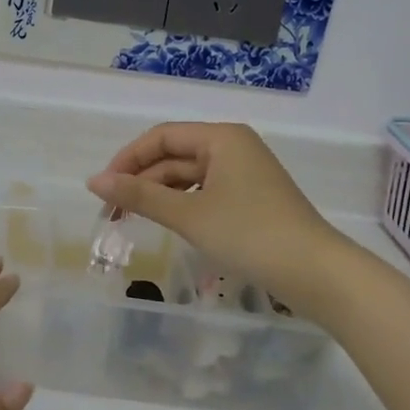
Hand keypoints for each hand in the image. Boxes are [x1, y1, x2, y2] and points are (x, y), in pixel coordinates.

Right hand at [87, 123, 342, 307]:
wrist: (316, 273)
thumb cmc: (250, 235)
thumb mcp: (189, 215)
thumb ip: (140, 195)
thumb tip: (93, 181)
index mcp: (222, 138)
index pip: (161, 137)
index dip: (127, 159)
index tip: (103, 189)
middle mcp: (233, 147)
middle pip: (174, 156)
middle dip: (141, 180)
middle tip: (112, 212)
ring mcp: (245, 173)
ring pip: (189, 176)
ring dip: (159, 195)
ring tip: (132, 219)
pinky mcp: (251, 198)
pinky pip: (205, 192)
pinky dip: (182, 205)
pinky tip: (168, 223)